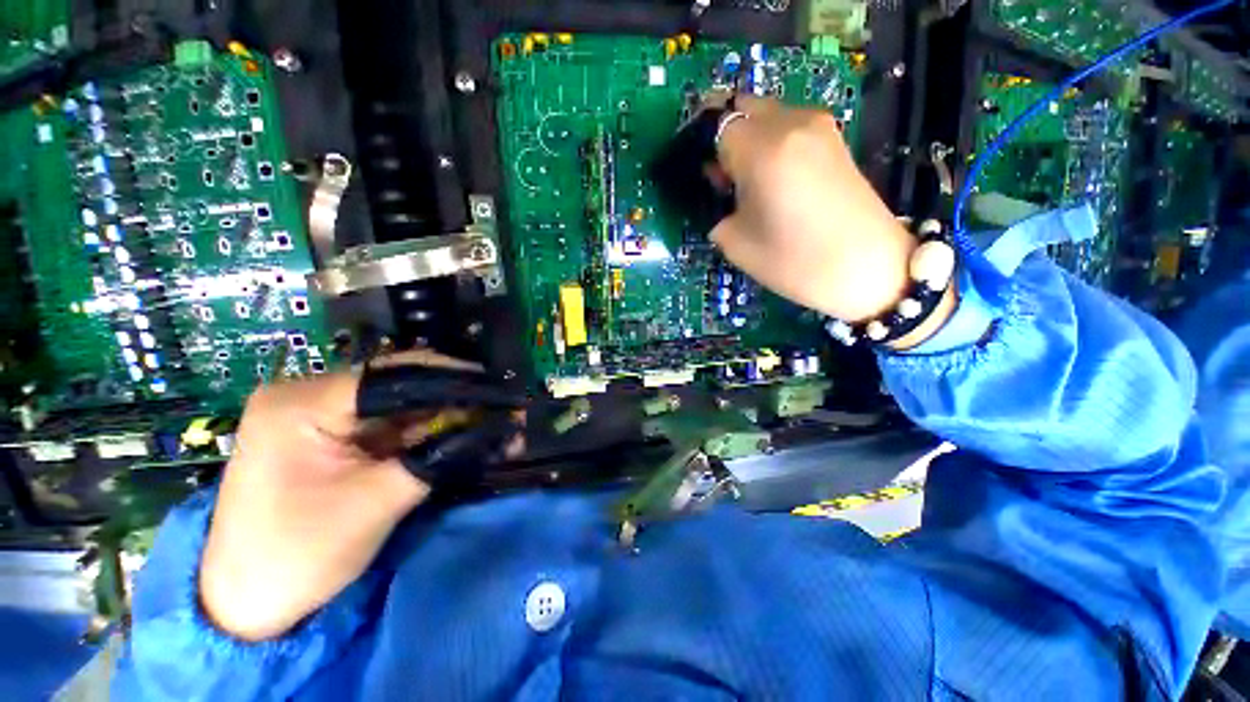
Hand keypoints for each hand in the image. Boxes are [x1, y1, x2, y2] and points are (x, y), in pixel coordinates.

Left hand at [199, 351, 476, 641]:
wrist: (246, 604)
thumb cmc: (299, 554)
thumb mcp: (378, 502)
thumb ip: (442, 456)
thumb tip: (503, 429)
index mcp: (302, 403)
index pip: (394, 375)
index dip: (453, 378)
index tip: (499, 388)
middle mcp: (308, 396)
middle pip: (398, 385)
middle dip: (454, 397)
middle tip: (502, 406)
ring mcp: (317, 416)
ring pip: (399, 404)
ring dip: (445, 415)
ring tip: (490, 420)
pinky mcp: (329, 437)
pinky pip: (388, 425)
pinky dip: (425, 431)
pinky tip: (459, 433)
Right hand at [709, 96, 954, 345]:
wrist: (867, 268)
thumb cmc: (794, 262)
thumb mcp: (736, 243)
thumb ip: (718, 207)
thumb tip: (720, 188)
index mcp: (762, 150)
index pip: (718, 126)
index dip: (705, 150)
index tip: (705, 177)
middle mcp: (791, 124)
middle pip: (743, 107)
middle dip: (726, 135)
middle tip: (724, 176)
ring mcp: (818, 126)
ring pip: (768, 114)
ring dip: (750, 138)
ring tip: (751, 180)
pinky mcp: (835, 138)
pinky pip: (790, 126)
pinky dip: (773, 142)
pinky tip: (776, 178)